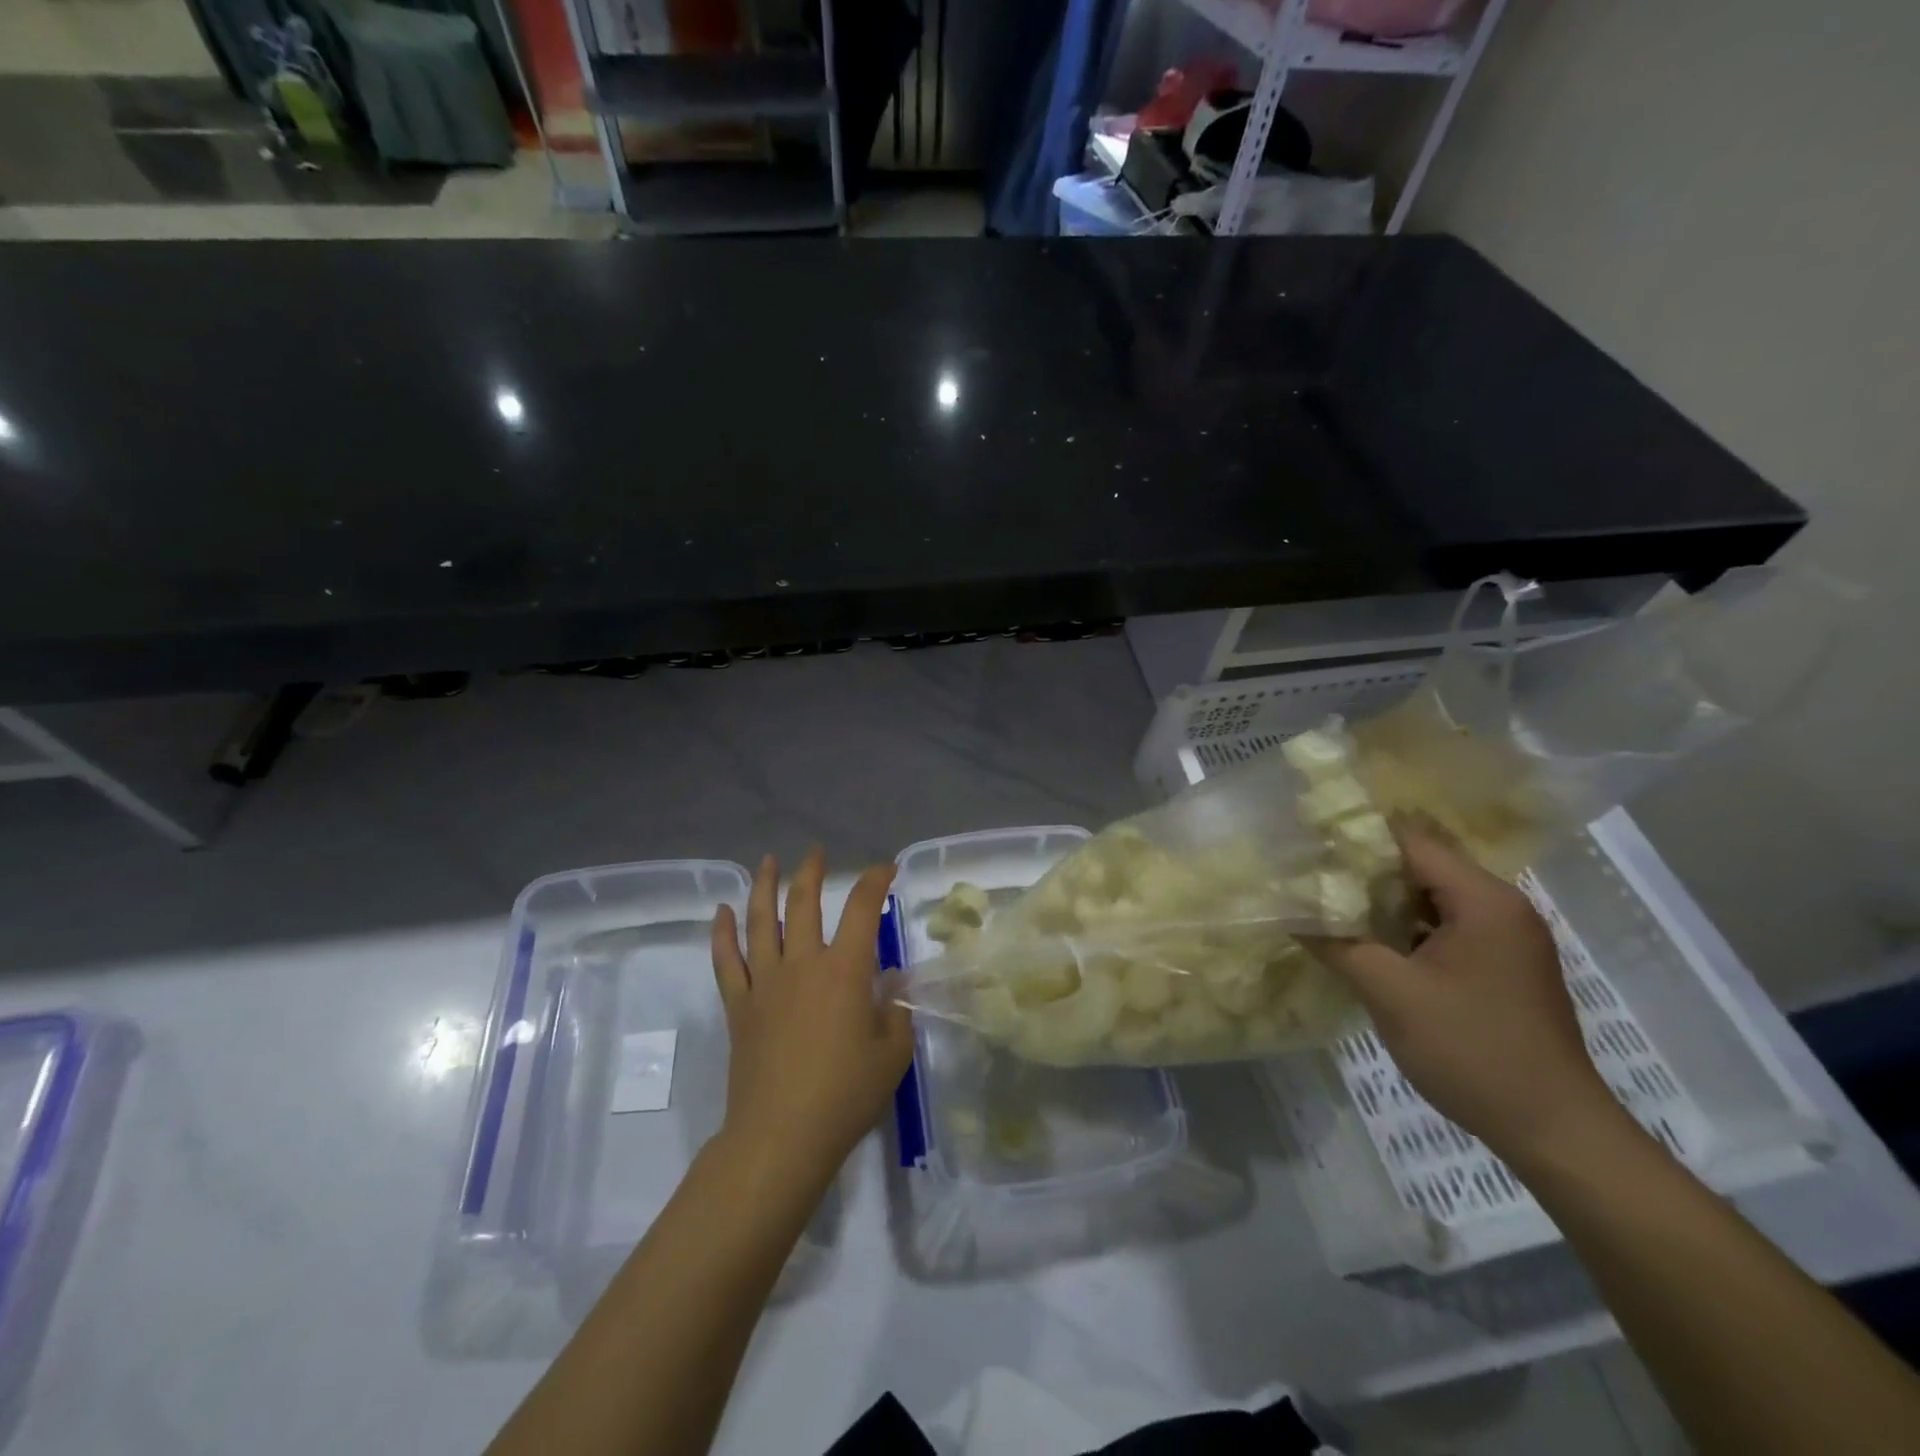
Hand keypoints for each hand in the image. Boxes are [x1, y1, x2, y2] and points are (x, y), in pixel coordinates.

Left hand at [710, 848, 913, 1195]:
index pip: (862, 909)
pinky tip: (721, 912)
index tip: (884, 868)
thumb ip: (896, 1011)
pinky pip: (727, 961)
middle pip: (803, 904)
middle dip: (811, 872)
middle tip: (815, 851)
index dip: (874, 881)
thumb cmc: (845, 1096)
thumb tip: (892, 982)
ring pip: (760, 922)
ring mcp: (765, 983)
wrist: (780, 1137)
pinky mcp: (739, 1007)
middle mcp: (802, 965)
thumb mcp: (891, 1054)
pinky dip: (722, 933)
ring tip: (768, 861)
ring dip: (764, 887)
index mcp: (844, 971)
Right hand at [1314, 818, 1623, 1161]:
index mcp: (1483, 899)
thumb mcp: (1389, 993)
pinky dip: (1404, 928)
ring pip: (1430, 899)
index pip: (1410, 841)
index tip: (1307, 844)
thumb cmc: (1471, 1050)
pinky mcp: (1502, 966)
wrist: (1553, 1131)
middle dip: (1363, 870)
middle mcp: (1501, 906)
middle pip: (1420, 866)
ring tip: (1326, 904)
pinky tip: (1367, 942)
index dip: (1356, 838)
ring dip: (1381, 902)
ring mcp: (1506, 938)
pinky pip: (1444, 927)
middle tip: (1308, 876)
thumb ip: (1336, 943)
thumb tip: (1289, 910)